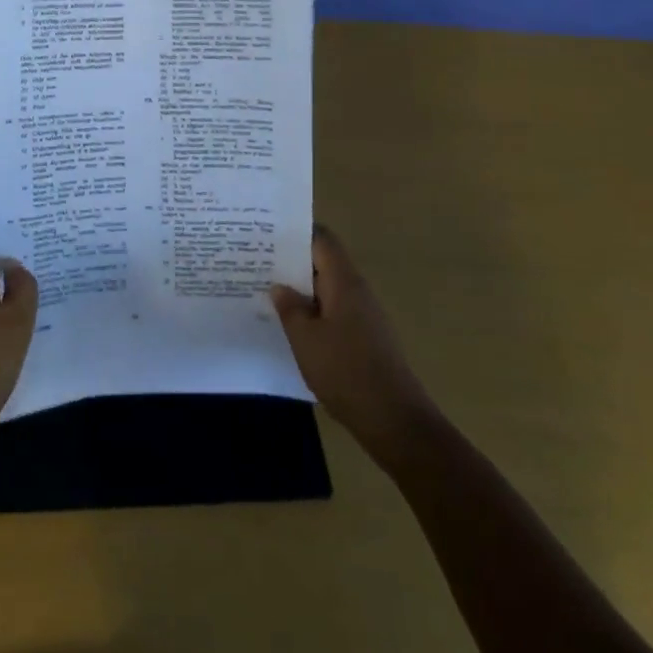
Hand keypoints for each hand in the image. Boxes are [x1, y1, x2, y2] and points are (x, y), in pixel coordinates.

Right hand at [272, 224, 433, 466]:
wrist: (395, 421)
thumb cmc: (346, 372)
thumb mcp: (305, 338)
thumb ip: (290, 307)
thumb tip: (279, 286)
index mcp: (344, 281)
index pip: (321, 238)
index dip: (295, 231)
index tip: (266, 233)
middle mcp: (357, 291)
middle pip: (323, 262)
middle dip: (292, 261)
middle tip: (257, 262)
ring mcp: (364, 315)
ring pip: (327, 288)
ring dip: (301, 289)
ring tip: (267, 292)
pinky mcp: (365, 338)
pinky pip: (334, 311)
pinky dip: (312, 311)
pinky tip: (291, 326)